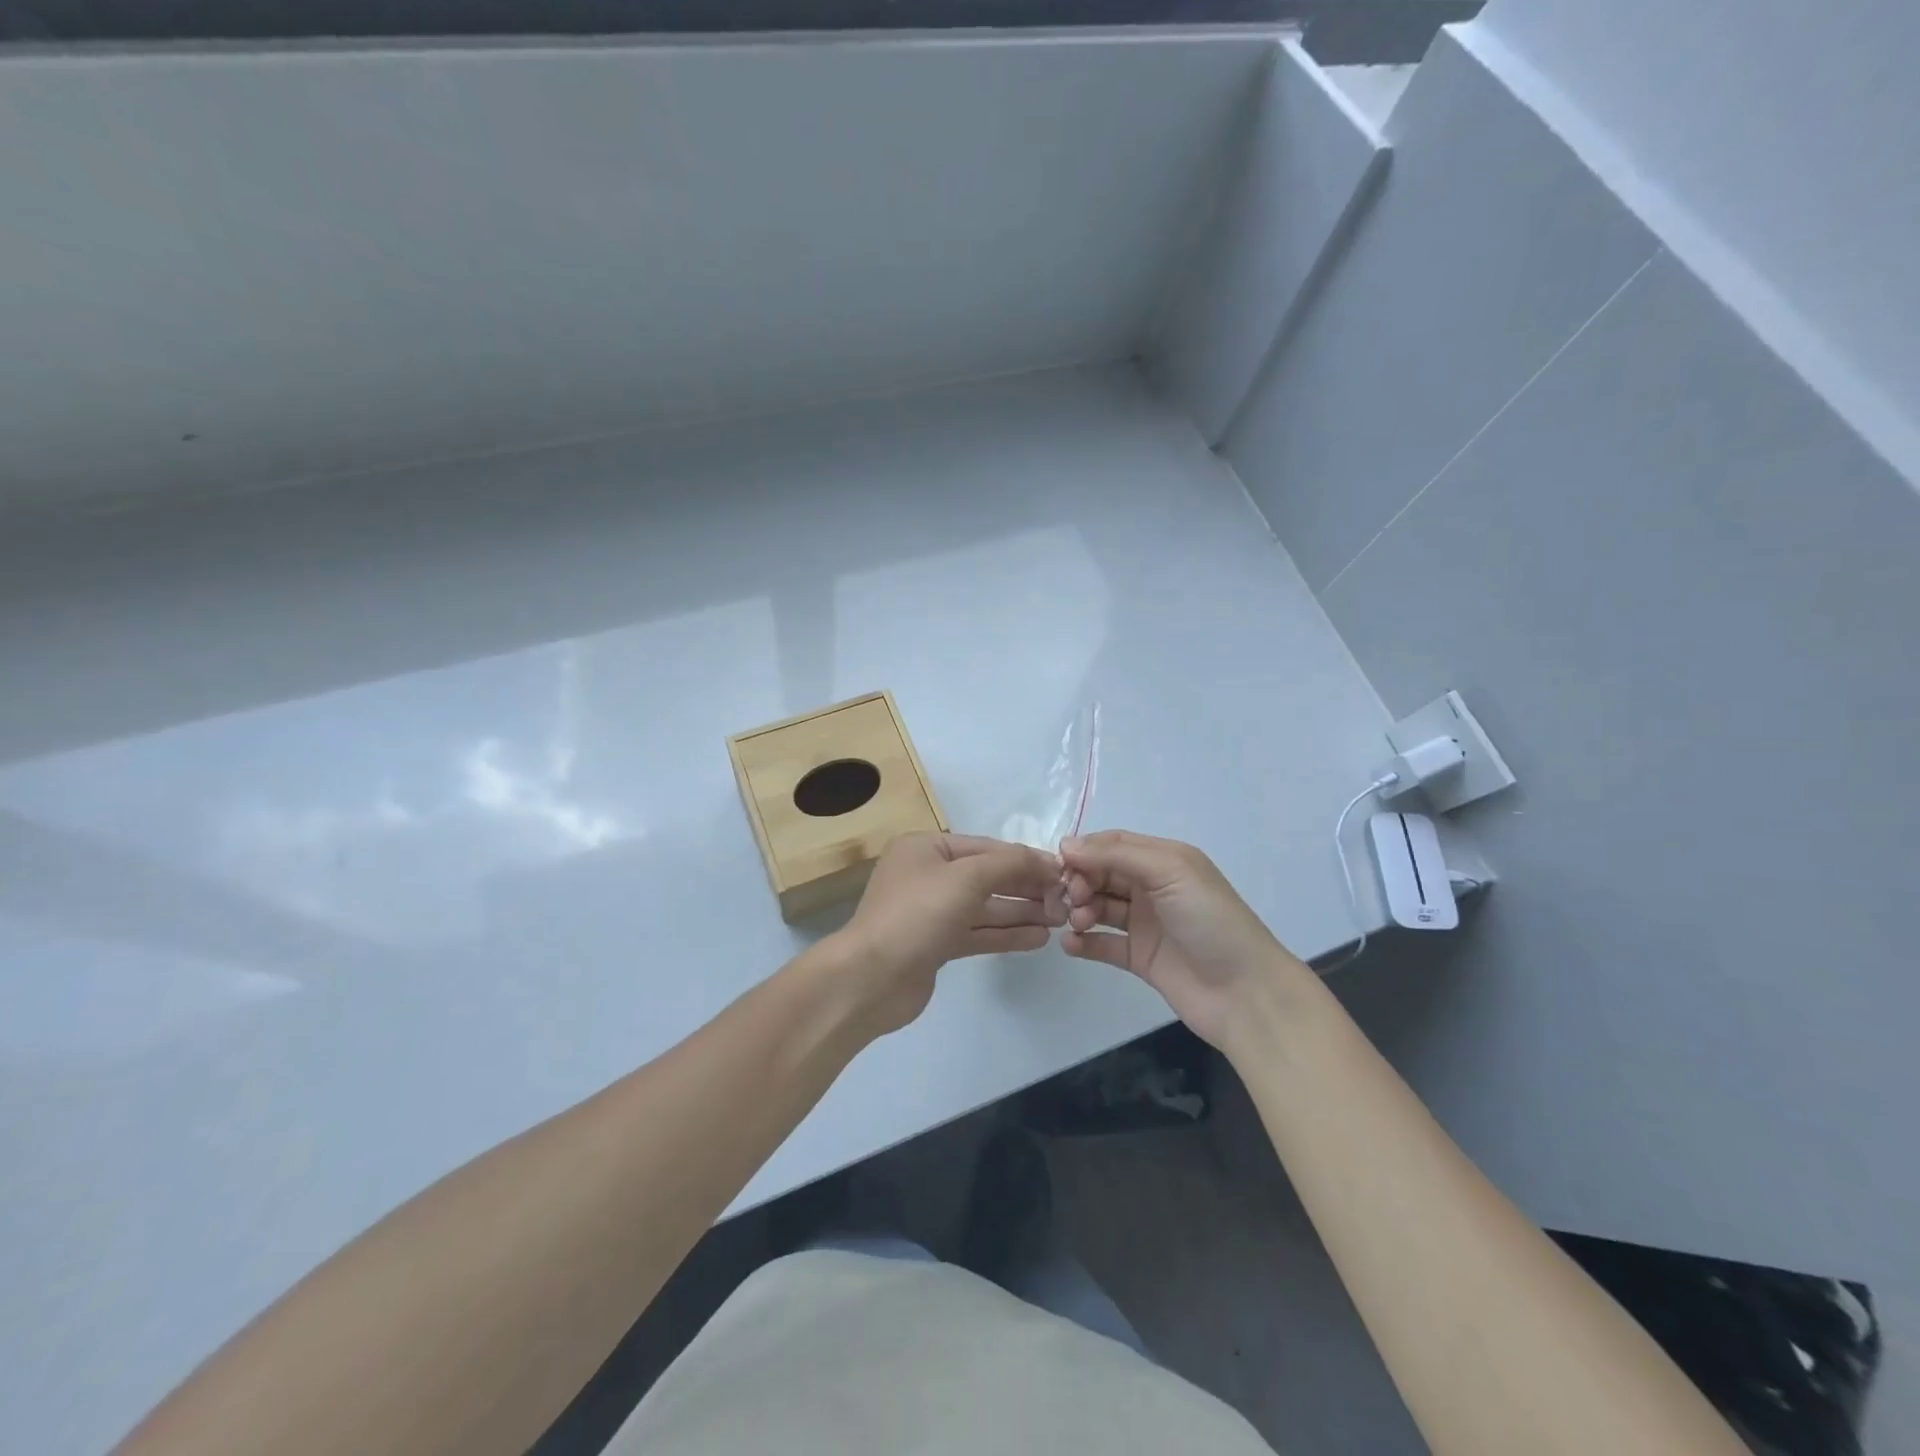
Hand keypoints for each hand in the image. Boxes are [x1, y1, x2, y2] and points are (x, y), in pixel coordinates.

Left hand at [825, 832, 1064, 1035]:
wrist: (871, 978)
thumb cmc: (917, 914)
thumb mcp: (967, 877)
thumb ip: (1010, 864)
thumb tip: (1047, 861)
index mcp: (926, 847)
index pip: (986, 847)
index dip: (1025, 859)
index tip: (1063, 873)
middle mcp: (927, 874)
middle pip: (987, 876)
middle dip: (1025, 888)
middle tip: (1066, 901)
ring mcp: (930, 911)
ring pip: (984, 907)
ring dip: (1020, 912)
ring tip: (1059, 919)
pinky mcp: (935, 944)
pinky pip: (977, 932)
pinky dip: (1005, 934)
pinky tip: (1038, 939)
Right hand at [1060, 830, 1307, 1048]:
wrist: (1245, 993)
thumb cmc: (1210, 921)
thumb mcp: (1170, 871)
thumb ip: (1118, 854)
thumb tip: (1067, 845)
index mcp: (1164, 860)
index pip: (1114, 845)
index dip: (1086, 851)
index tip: (1059, 864)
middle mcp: (1153, 887)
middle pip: (1103, 874)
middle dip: (1081, 881)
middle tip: (1072, 899)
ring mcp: (1146, 924)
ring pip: (1100, 906)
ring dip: (1081, 909)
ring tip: (1077, 922)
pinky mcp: (1140, 958)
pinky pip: (1103, 944)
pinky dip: (1084, 942)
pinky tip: (1071, 944)